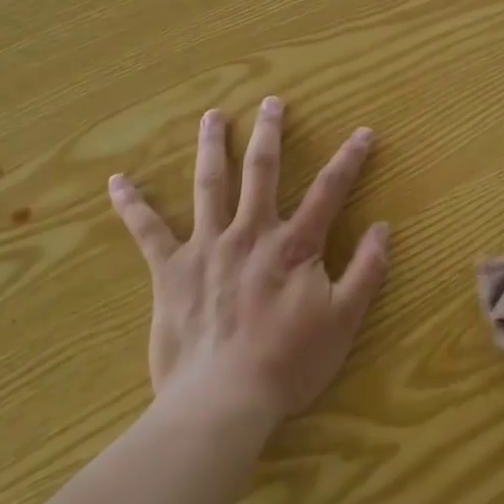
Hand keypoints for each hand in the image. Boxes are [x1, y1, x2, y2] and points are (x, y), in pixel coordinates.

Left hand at [109, 97, 389, 428]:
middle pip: (262, 171)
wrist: (222, 402)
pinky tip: (118, 182)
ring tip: (212, 116)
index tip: (364, 132)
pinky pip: (148, 232)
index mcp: (293, 245)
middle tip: (271, 102)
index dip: (350, 159)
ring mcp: (207, 247)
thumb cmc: (288, 364)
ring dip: (212, 147)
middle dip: (270, 133)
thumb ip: (367, 271)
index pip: (329, 190)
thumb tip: (384, 228)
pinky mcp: (171, 270)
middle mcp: (250, 233)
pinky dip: (132, 205)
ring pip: (210, 185)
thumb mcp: (343, 321)